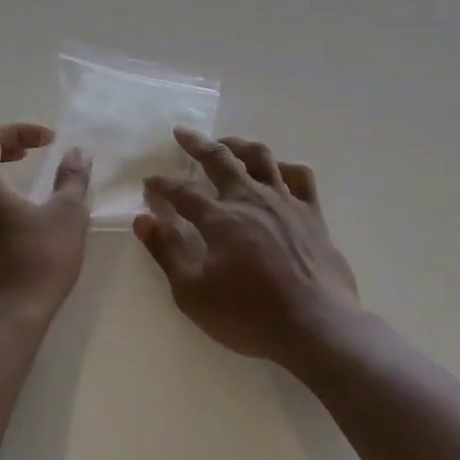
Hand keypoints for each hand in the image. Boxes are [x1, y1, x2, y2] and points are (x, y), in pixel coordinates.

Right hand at [134, 129, 358, 368]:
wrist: (316, 326)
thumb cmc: (250, 315)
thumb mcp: (193, 293)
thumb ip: (167, 252)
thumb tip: (143, 220)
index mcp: (221, 218)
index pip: (183, 193)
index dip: (163, 185)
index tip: (150, 181)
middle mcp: (252, 199)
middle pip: (221, 160)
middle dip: (198, 145)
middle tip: (183, 133)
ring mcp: (286, 202)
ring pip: (262, 158)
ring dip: (240, 145)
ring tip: (227, 143)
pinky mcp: (313, 214)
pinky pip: (301, 177)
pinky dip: (286, 167)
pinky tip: (278, 170)